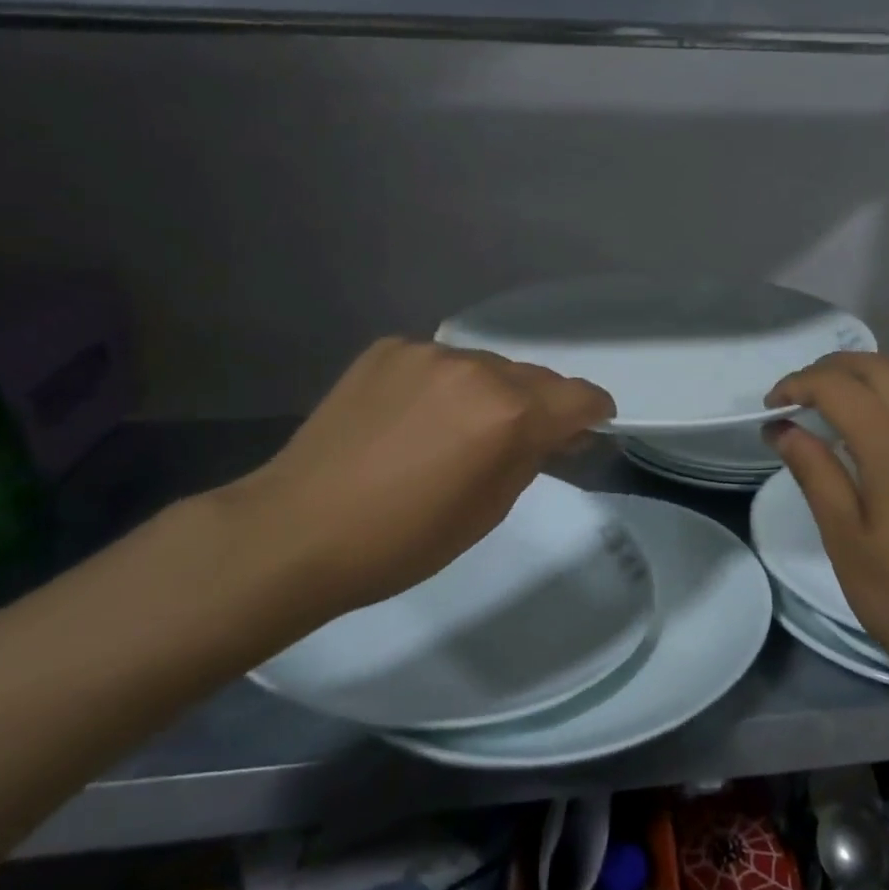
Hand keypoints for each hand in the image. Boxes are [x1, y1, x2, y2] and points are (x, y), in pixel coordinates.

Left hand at [217, 337, 613, 620]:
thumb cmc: (404, 540)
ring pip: (486, 366)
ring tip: (455, 431)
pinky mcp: (387, 349)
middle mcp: (475, 368)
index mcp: (507, 412)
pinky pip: (439, 362)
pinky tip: (413, 418)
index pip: (580, 396)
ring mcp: (427, 352)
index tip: (584, 431)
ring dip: (489, 393)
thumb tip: (556, 432)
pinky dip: (443, 385)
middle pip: (534, 377)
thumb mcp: (490, 509)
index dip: (592, 414)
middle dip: (539, 406)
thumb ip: (532, 457)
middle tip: (517, 441)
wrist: (297, 530)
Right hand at [764, 352, 888, 689]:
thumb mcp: (845, 539)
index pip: (839, 386)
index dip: (797, 385)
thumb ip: (814, 473)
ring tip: (828, 408)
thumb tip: (783, 429)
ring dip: (863, 379)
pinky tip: (873, 433)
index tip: (769, 409)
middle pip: (877, 367)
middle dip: (829, 369)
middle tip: (794, 398)